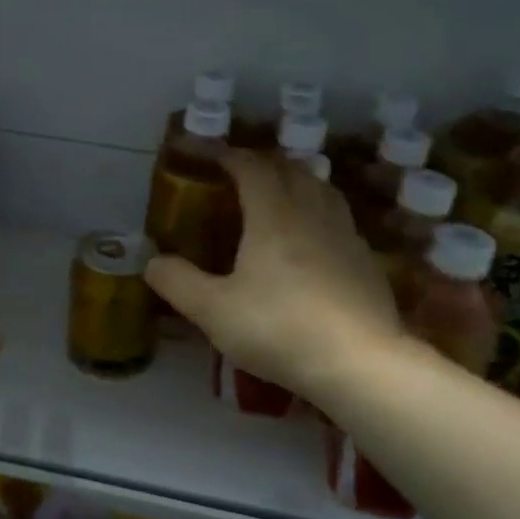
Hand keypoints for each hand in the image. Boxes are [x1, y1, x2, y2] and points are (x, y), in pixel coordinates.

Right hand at [146, 152, 403, 404]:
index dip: (230, 156)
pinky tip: (314, 241)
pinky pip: (339, 220)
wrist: (358, 362)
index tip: (212, 157)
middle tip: (242, 176)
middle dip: (264, 165)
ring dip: (298, 183)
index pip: (252, 167)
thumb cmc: (279, 328)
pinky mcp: (367, 261)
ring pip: (322, 190)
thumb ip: (178, 283)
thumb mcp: (214, 311)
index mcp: (274, 215)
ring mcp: (346, 235)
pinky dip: (320, 214)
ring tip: (281, 196)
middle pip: (292, 171)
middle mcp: (313, 213)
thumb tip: (152, 262)